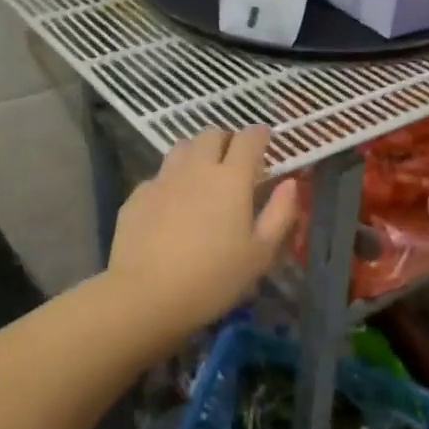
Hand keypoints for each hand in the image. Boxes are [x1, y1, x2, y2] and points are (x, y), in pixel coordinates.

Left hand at [106, 127, 299, 332]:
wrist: (146, 295)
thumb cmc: (213, 279)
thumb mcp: (260, 254)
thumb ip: (279, 214)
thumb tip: (290, 184)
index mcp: (232, 179)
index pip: (250, 138)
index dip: (260, 135)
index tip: (266, 142)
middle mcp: (196, 168)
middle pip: (212, 134)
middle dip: (227, 139)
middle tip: (235, 160)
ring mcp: (162, 179)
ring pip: (182, 147)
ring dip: (197, 153)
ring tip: (202, 176)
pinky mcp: (137, 196)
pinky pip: (159, 176)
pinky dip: (171, 181)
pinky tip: (172, 205)